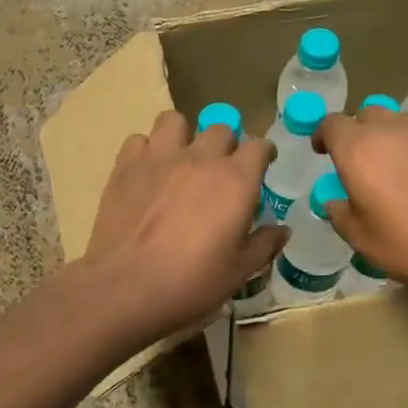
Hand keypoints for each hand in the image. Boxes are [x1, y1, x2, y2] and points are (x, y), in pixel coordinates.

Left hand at [82, 110, 285, 343]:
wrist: (127, 287)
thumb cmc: (192, 282)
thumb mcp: (239, 271)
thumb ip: (264, 244)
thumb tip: (282, 230)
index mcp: (236, 180)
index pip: (258, 146)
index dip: (263, 153)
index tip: (264, 163)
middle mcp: (201, 158)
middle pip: (221, 129)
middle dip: (227, 144)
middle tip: (222, 169)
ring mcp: (159, 158)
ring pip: (175, 121)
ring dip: (184, 135)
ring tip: (182, 158)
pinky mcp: (125, 167)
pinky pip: (139, 140)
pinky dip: (147, 150)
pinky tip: (148, 171)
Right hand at [315, 109, 407, 291]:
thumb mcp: (362, 240)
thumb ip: (341, 214)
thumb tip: (336, 202)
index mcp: (358, 149)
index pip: (331, 124)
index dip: (324, 136)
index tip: (324, 152)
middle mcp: (391, 129)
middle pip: (367, 116)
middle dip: (359, 134)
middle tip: (363, 164)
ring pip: (401, 122)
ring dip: (392, 139)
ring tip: (400, 171)